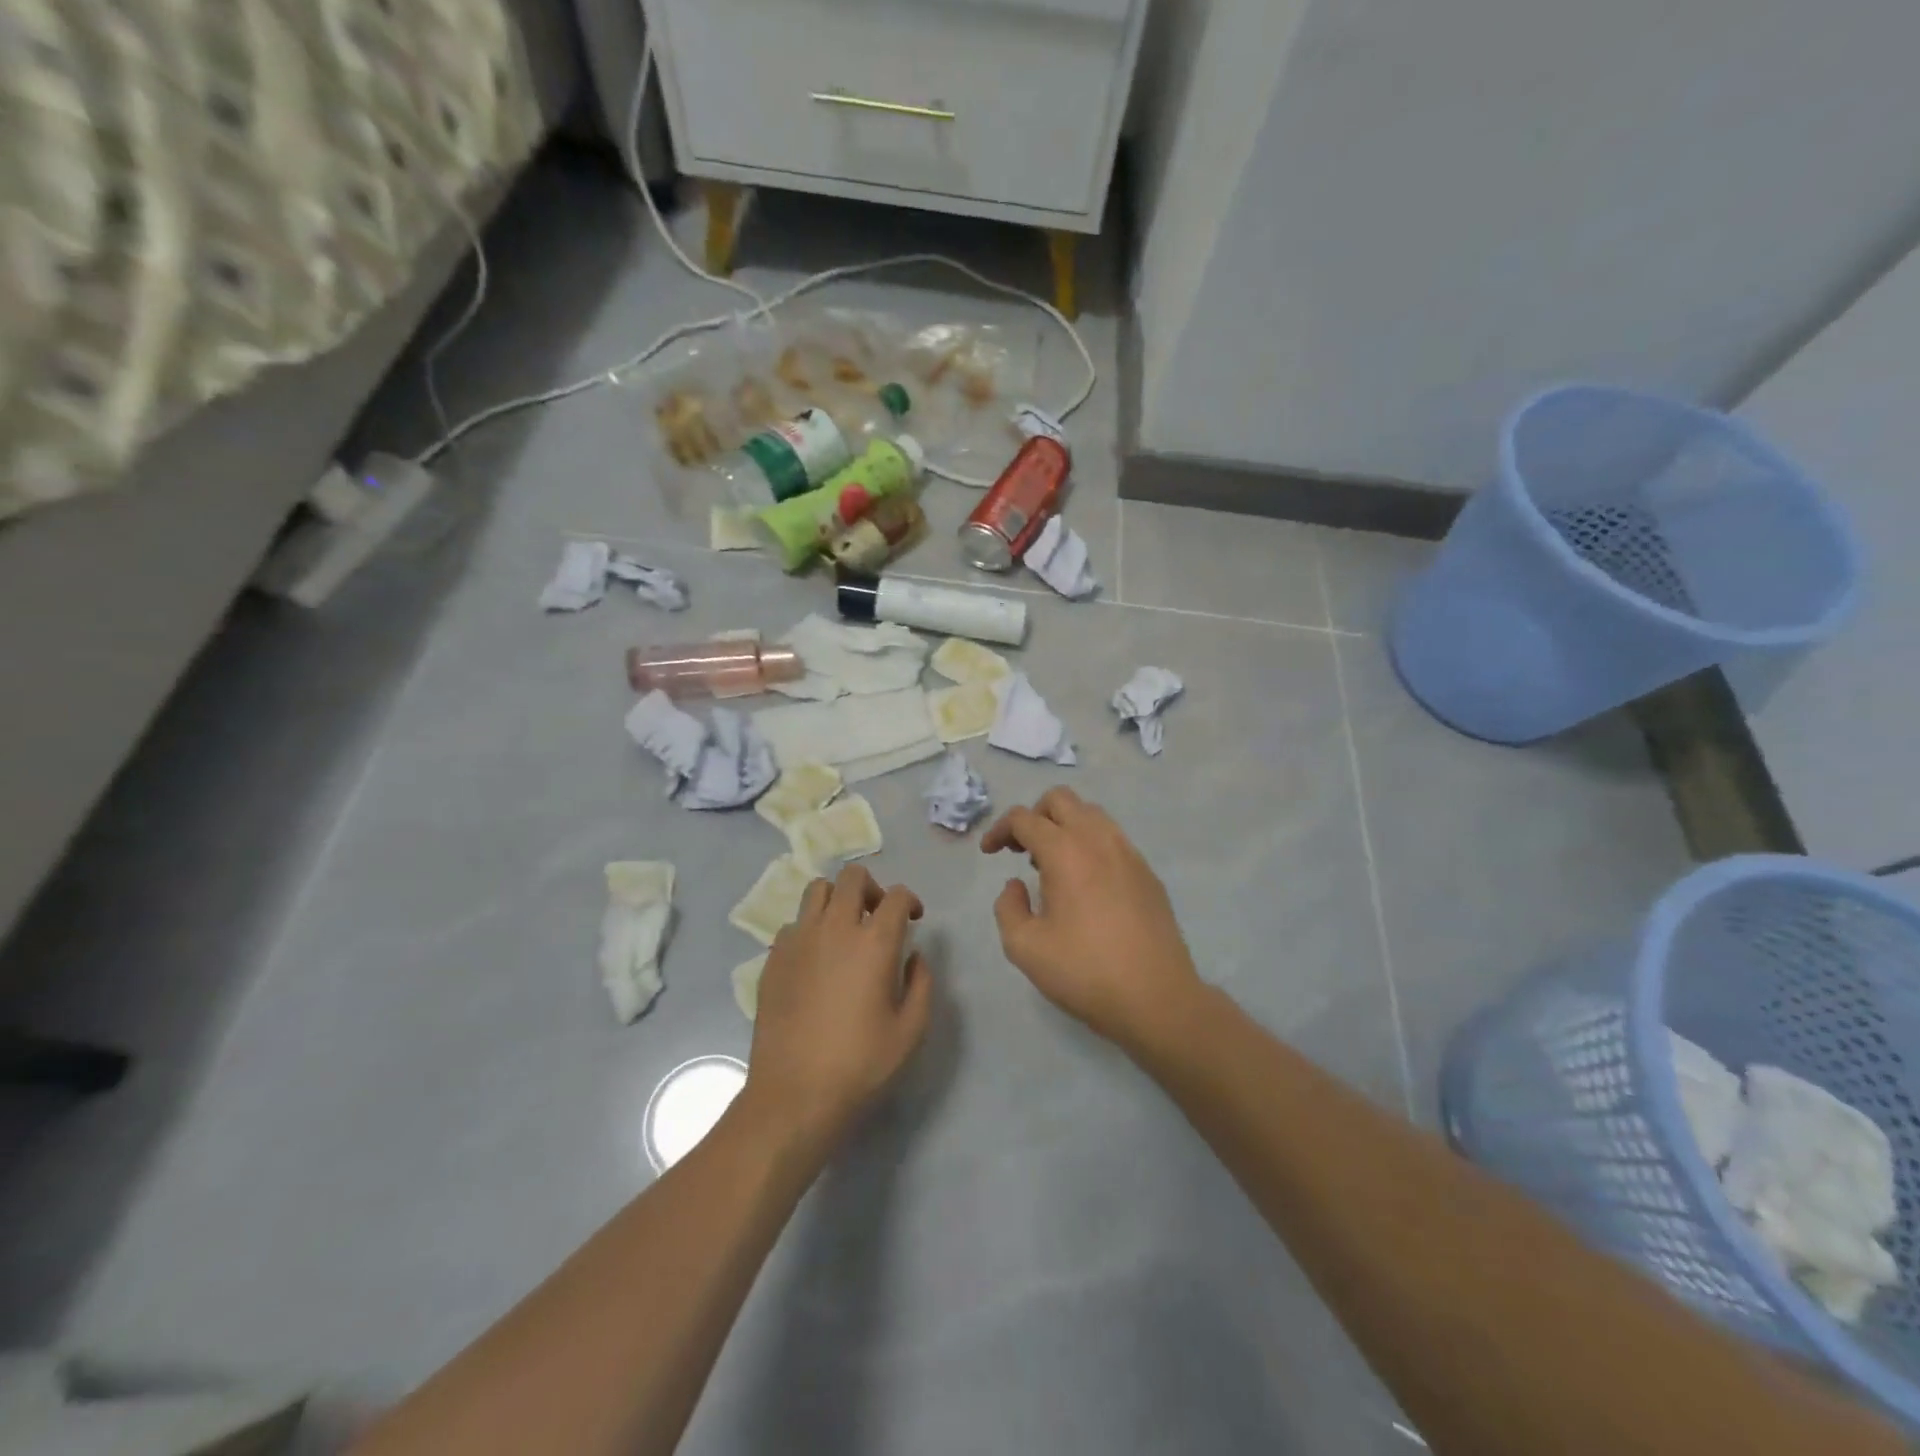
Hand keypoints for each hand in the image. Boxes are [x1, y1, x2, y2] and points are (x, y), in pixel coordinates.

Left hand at [743, 864, 932, 1149]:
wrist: (794, 1094)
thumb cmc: (861, 1065)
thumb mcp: (911, 1031)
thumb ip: (921, 983)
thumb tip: (914, 956)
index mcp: (874, 943)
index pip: (896, 896)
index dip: (909, 901)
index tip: (913, 919)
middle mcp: (835, 928)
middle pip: (853, 877)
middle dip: (872, 888)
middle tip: (878, 916)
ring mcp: (799, 940)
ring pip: (817, 890)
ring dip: (837, 899)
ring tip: (844, 929)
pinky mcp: (773, 958)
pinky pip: (794, 924)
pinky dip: (810, 928)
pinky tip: (816, 959)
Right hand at [982, 788, 1202, 1051]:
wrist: (1156, 998)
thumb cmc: (1085, 972)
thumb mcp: (1025, 947)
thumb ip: (1008, 907)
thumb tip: (1016, 885)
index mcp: (1065, 852)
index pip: (1024, 818)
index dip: (999, 829)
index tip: (990, 852)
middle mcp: (1098, 840)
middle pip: (1060, 799)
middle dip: (1034, 816)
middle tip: (1021, 849)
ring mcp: (1129, 853)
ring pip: (1091, 814)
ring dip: (1064, 826)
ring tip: (1053, 865)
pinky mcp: (1147, 872)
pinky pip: (1113, 838)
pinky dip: (1090, 844)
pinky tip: (1086, 883)